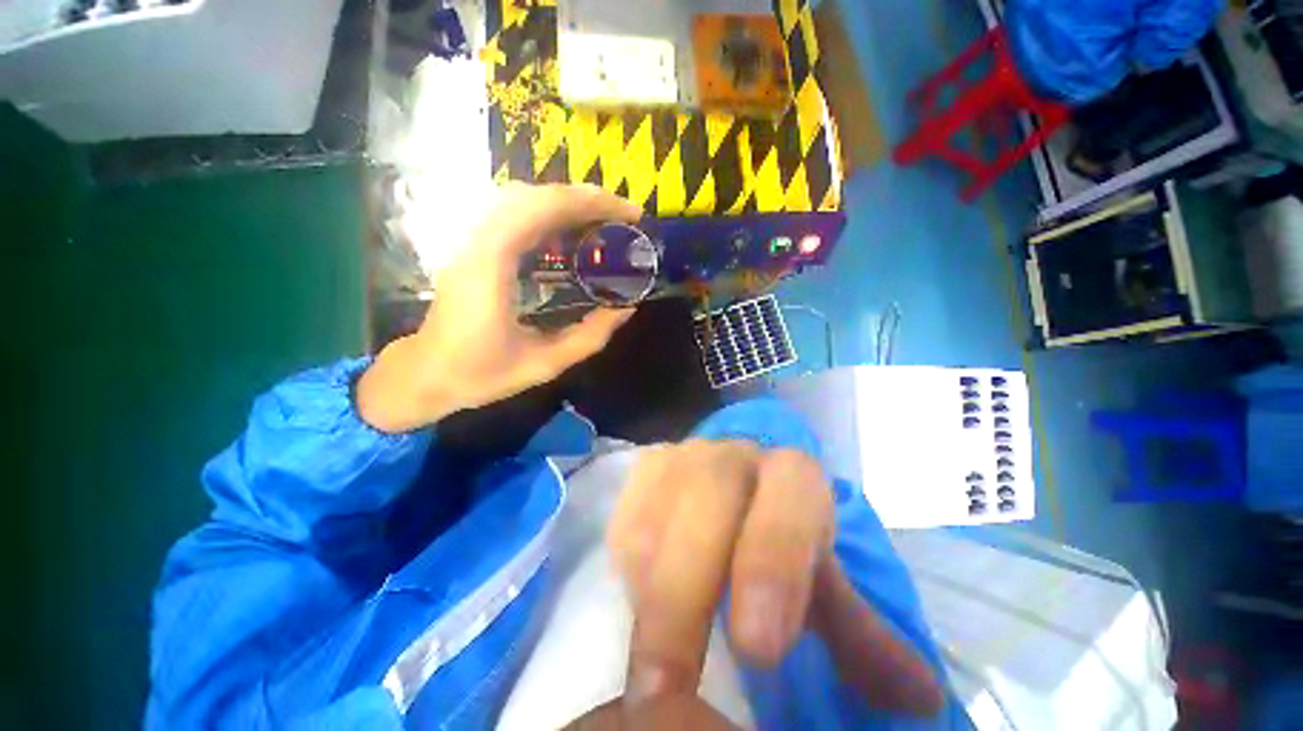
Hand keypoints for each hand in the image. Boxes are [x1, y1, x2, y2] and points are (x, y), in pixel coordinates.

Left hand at [358, 184, 640, 432]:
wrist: (427, 374)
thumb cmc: (482, 373)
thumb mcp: (546, 363)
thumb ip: (591, 336)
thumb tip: (627, 307)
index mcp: (491, 266)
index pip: (542, 209)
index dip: (591, 203)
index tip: (630, 214)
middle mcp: (476, 241)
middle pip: (533, 195)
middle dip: (586, 198)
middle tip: (624, 216)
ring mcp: (470, 240)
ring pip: (522, 198)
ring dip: (568, 202)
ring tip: (603, 219)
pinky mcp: (473, 246)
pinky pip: (513, 214)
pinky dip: (549, 213)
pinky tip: (570, 230)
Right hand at [586, 442, 943, 725]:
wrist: (721, 487)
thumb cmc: (777, 537)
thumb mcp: (821, 581)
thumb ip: (859, 631)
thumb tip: (920, 701)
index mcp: (790, 475)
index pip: (789, 494)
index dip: (772, 559)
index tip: (758, 649)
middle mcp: (731, 456)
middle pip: (708, 496)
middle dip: (686, 593)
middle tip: (668, 690)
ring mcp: (681, 458)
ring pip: (657, 509)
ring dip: (648, 589)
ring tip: (646, 667)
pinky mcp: (643, 472)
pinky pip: (625, 517)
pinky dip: (625, 569)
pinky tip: (634, 609)